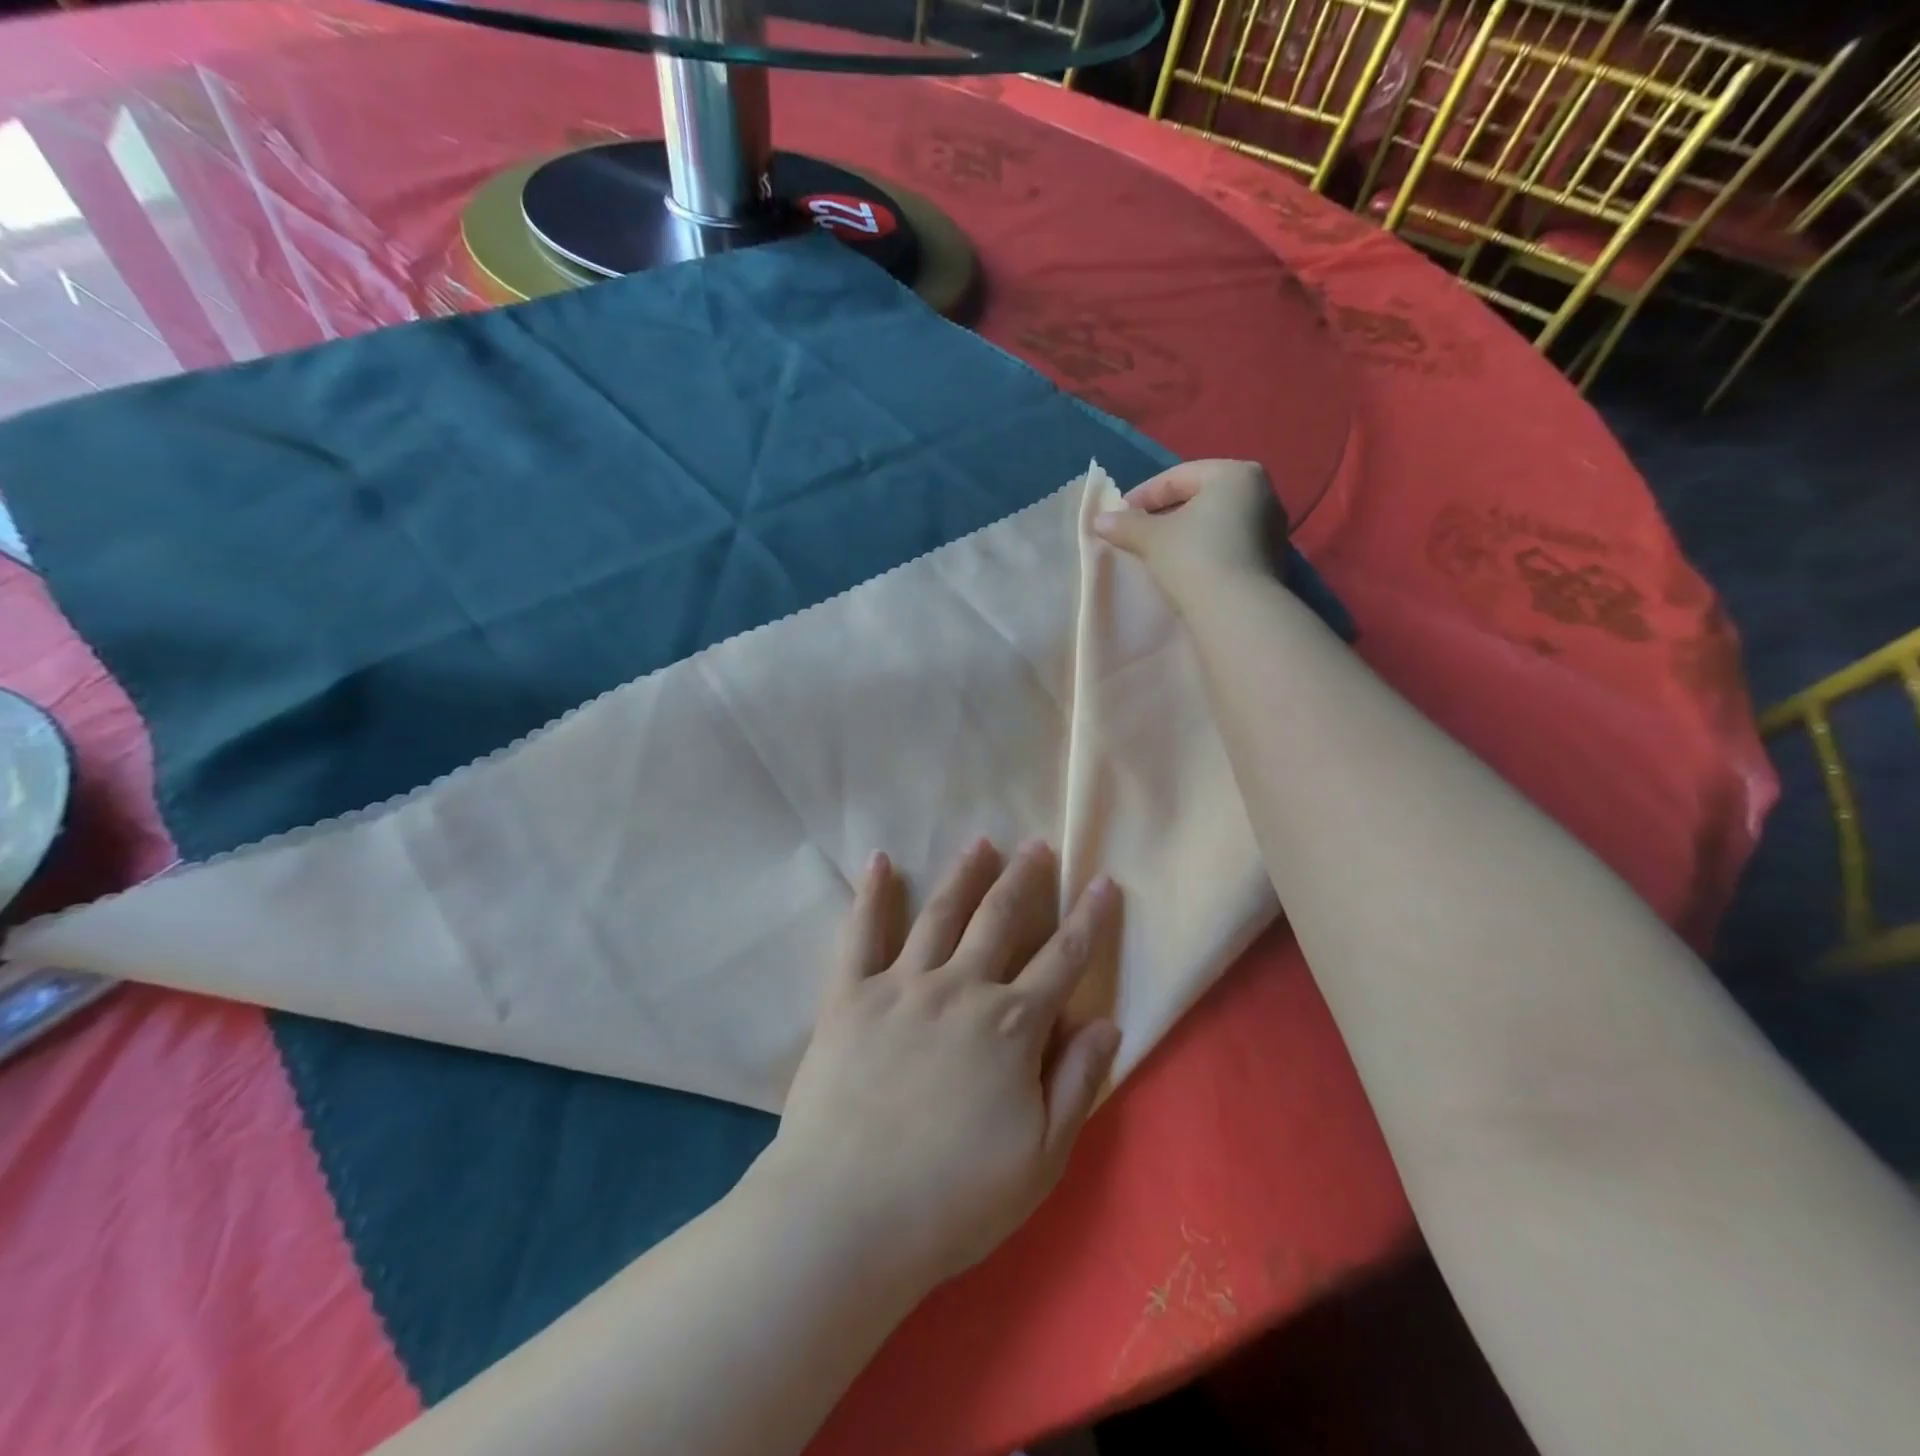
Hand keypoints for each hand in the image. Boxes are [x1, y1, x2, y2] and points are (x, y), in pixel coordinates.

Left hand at [761, 840, 1120, 1290]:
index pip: (1063, 959)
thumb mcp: (1041, 1158)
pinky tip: (879, 860)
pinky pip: (861, 933)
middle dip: (1025, 879)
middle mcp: (960, 988)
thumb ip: (1078, 1083)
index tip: (1104, 882)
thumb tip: (1108, 1022)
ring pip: (940, 913)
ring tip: (981, 842)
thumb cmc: (953, 1199)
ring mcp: (901, 985)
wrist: (846, 1215)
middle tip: (1038, 845)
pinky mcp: (850, 994)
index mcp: (1011, 1026)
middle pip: (1000, 919)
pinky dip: (871, 894)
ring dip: (964, 874)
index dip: (1089, 919)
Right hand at [1092, 460, 1286, 605]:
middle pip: (1201, 497)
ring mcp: (1272, 528)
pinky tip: (1186, 569)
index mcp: (1235, 473)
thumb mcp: (1151, 538)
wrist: (1237, 611)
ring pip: (1217, 523)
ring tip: (1159, 553)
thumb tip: (1099, 520)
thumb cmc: (1193, 557)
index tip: (1119, 516)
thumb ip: (1125, 525)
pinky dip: (1206, 551)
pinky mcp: (1272, 560)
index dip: (1143, 495)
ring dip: (1187, 534)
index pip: (1178, 476)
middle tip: (1138, 532)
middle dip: (1167, 513)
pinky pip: (1231, 545)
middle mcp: (1263, 492)